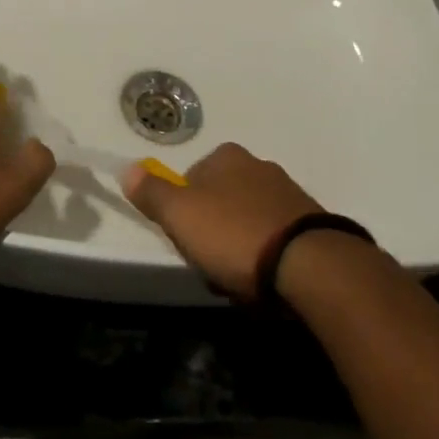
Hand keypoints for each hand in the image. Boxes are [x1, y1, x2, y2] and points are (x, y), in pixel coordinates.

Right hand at [118, 142, 324, 298]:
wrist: (307, 264)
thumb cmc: (234, 234)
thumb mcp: (180, 215)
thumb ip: (152, 193)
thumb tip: (128, 168)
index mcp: (228, 156)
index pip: (191, 179)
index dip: (182, 212)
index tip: (185, 241)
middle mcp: (259, 165)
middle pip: (219, 201)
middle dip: (212, 233)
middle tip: (211, 265)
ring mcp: (288, 193)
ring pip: (246, 222)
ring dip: (238, 249)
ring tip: (239, 281)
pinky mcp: (310, 223)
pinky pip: (274, 239)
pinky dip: (265, 258)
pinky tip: (264, 282)